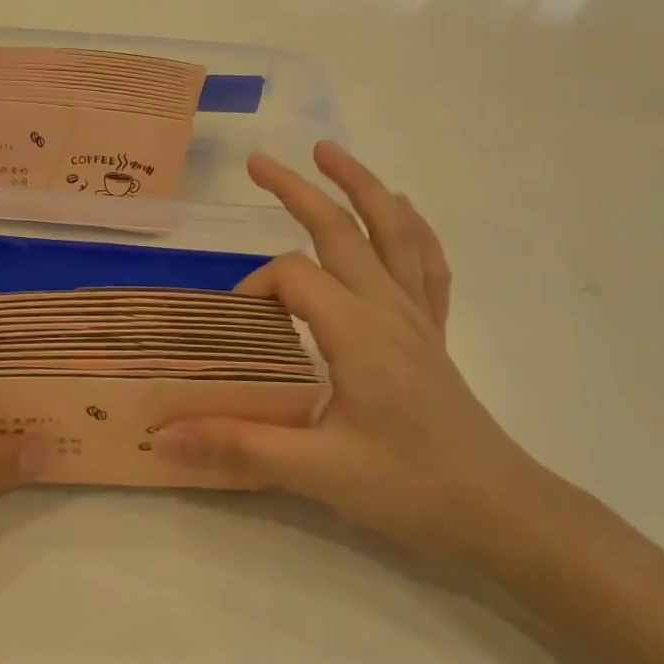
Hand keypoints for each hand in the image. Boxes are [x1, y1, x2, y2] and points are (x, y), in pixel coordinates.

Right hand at [157, 143, 549, 567]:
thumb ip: (238, 446)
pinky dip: (412, 229)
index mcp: (356, 330)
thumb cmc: (410, 488)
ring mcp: (418, 317)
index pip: (292, 277)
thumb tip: (163, 436)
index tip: (233, 327)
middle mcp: (388, 308)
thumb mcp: (317, 472)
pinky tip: (402, 212)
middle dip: (297, 190)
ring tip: (331, 153)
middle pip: (341, 229)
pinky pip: (427, 264)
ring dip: (362, 186)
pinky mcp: (434, 334)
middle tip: (258, 162)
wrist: (499, 511)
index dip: (253, 288)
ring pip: (393, 231)